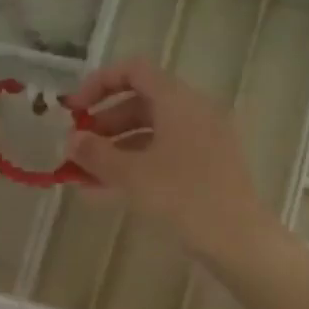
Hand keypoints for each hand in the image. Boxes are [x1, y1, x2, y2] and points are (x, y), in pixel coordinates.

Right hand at [64, 58, 278, 261]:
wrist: (237, 238)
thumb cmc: (182, 196)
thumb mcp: (131, 175)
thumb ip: (96, 154)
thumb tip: (71, 140)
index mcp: (178, 100)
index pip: (134, 71)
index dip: (99, 84)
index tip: (74, 112)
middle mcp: (195, 111)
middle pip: (142, 103)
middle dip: (105, 125)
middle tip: (78, 150)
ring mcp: (206, 140)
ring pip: (153, 134)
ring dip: (117, 150)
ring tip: (86, 177)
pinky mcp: (210, 167)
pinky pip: (167, 156)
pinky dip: (139, 166)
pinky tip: (111, 192)